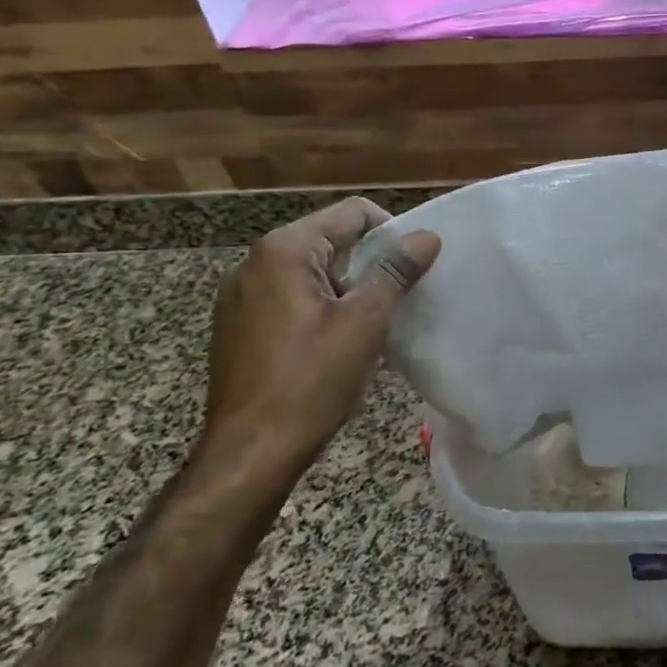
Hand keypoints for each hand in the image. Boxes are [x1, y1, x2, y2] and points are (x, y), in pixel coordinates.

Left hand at [195, 198, 440, 489]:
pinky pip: (292, 297)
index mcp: (284, 250)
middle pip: (331, 239)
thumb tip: (427, 237)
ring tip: (373, 323)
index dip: (392, 232)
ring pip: (313, 271)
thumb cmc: (311, 381)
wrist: (250, 453)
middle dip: (370, 262)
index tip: (413, 269)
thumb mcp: (365, 322)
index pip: (352, 213)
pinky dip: (323, 307)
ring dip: (349, 287)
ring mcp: (241, 295)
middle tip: (399, 298)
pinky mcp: (239, 325)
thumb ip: (396, 272)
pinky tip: (338, 343)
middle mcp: (255, 262)